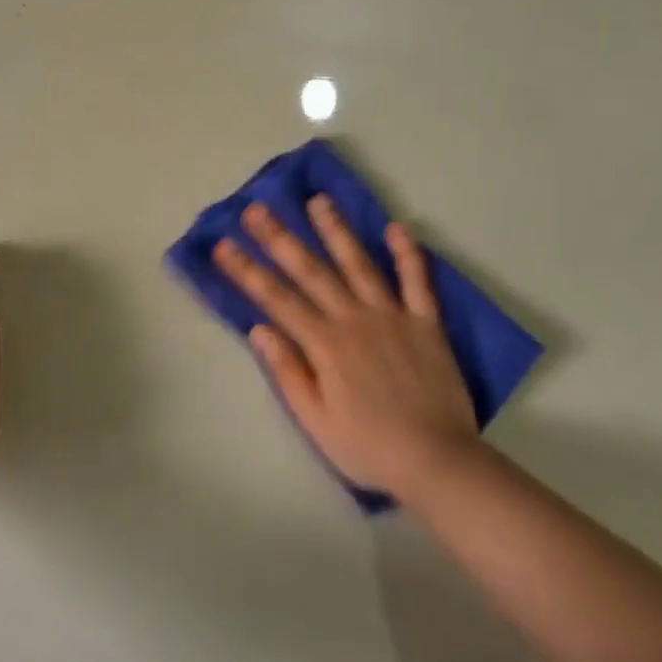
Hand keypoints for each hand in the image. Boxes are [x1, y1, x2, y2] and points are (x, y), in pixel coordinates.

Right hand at [213, 197, 477, 499]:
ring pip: (359, 264)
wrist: (438, 461)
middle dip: (280, 238)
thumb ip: (289, 372)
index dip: (247, 271)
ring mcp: (392, 316)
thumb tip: (259, 329)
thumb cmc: (368, 447)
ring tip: (318, 200)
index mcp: (326, 345)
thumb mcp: (316, 421)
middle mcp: (355, 320)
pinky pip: (417, 282)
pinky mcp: (426, 323)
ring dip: (336, 231)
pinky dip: (408, 254)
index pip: (277, 299)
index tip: (223, 245)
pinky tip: (397, 227)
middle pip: (311, 271)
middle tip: (257, 208)